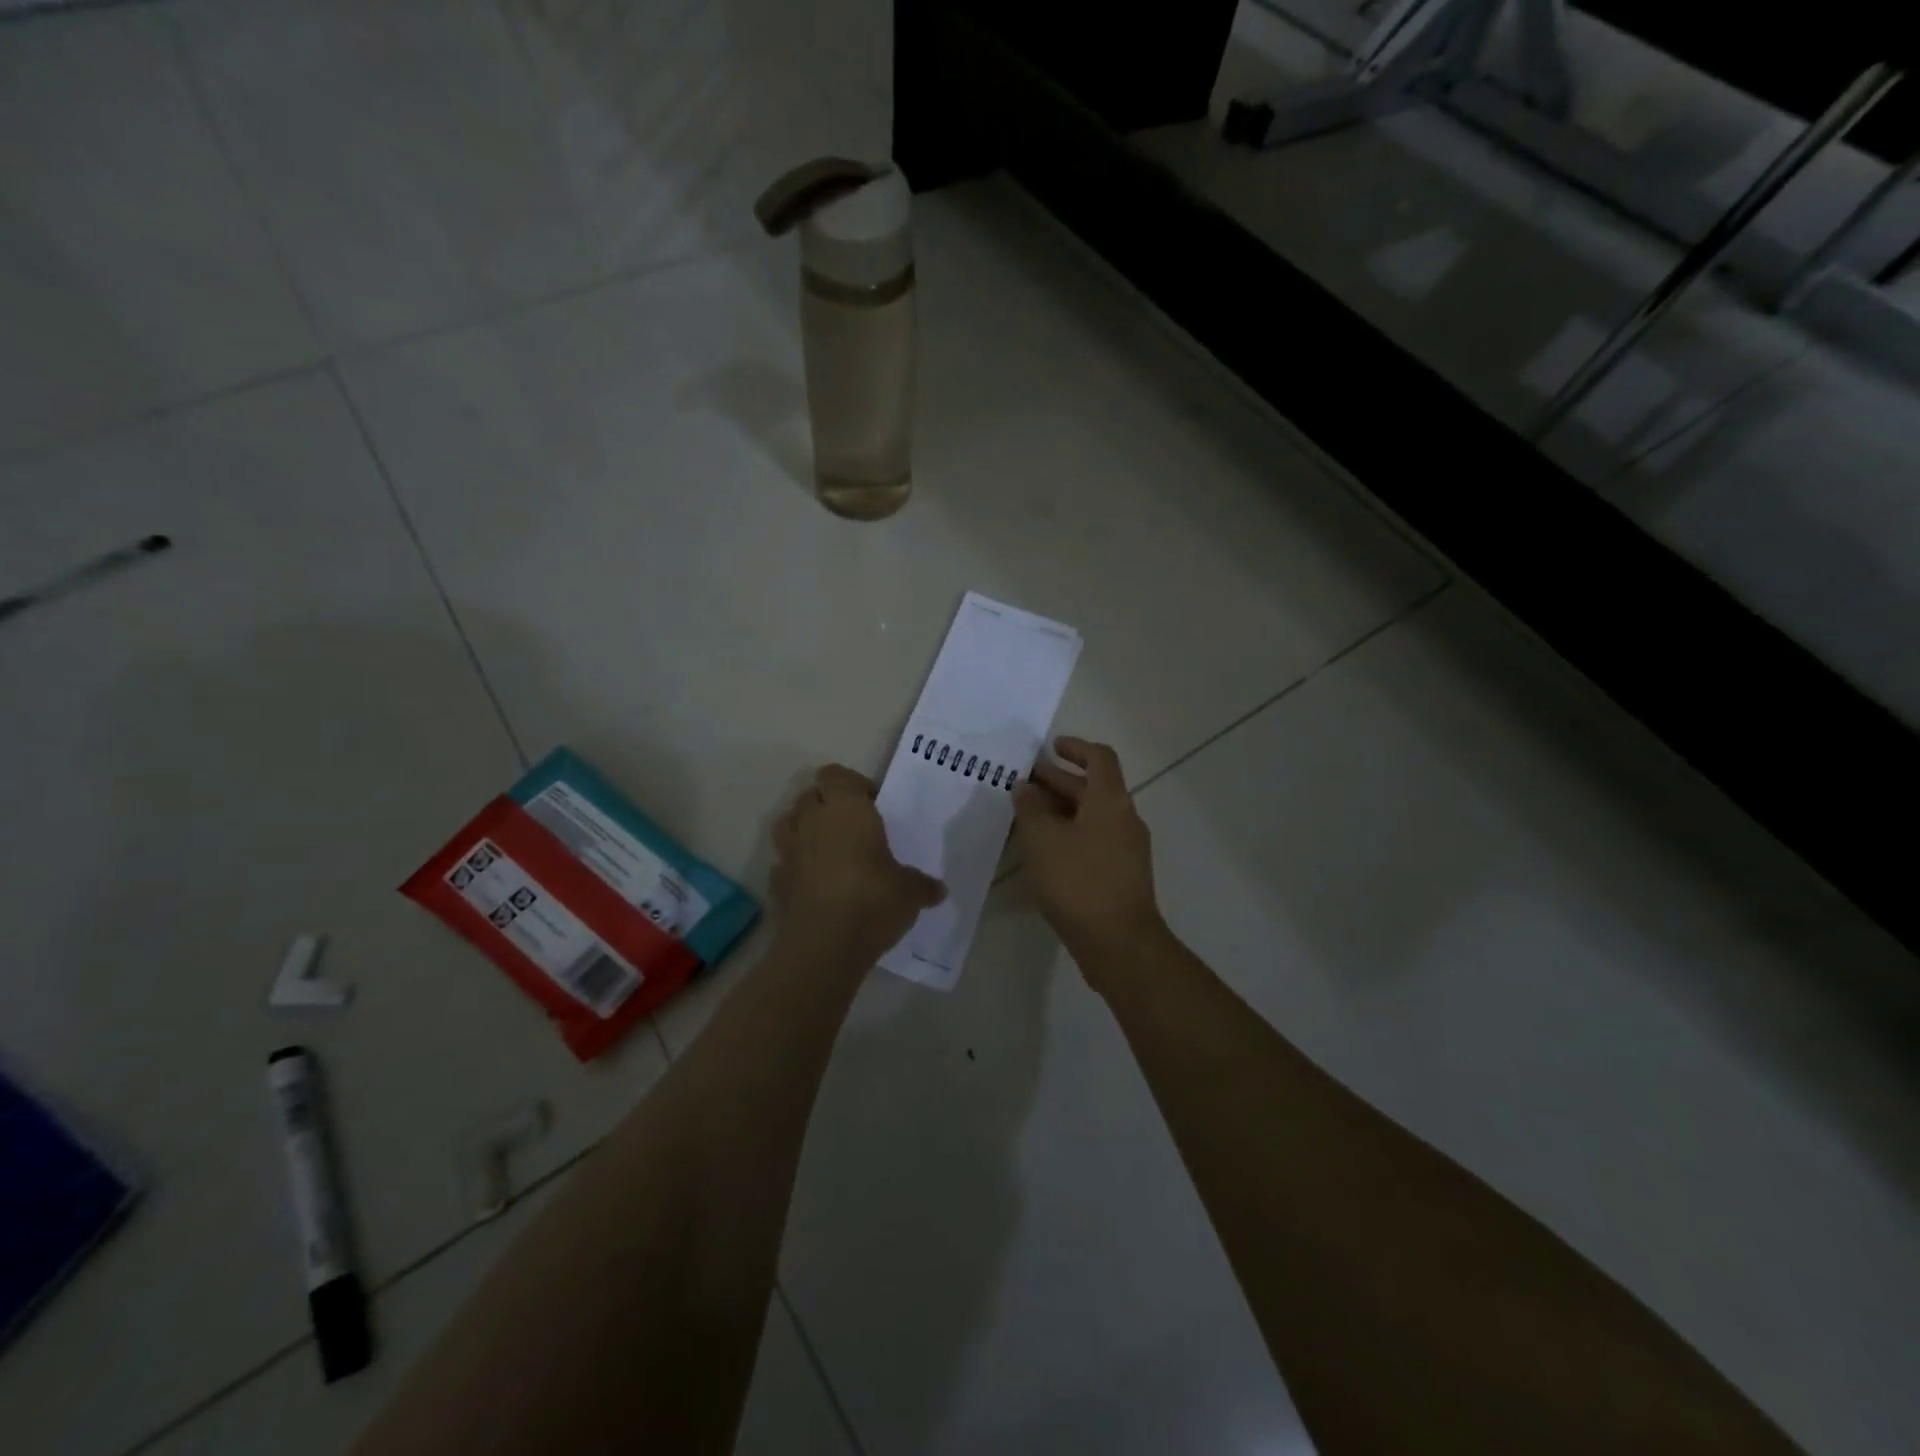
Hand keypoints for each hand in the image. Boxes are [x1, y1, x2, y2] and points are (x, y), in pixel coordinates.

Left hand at [772, 765, 945, 963]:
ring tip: (828, 850)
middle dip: (827, 805)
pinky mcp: (776, 882)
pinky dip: (796, 867)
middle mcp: (812, 821)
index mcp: (846, 809)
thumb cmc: (874, 900)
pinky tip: (814, 883)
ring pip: (789, 823)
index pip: (835, 774)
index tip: (872, 804)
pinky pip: (784, 863)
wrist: (826, 944)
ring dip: (804, 830)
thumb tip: (938, 890)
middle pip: (810, 795)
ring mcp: (789, 851)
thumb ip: (922, 885)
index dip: (851, 784)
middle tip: (852, 827)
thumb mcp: (910, 891)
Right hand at [1013, 737, 1166, 966]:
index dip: (1076, 747)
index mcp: (1111, 801)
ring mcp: (1125, 848)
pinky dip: (1068, 833)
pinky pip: (1092, 840)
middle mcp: (1124, 818)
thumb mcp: (1043, 840)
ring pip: (1091, 816)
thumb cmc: (1078, 881)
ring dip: (1060, 809)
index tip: (1051, 747)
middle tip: (1024, 782)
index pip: (1099, 758)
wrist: (1118, 942)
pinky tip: (1042, 849)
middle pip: (1093, 787)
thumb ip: (1030, 808)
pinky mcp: (1120, 874)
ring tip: (1026, 815)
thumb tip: (1025, 788)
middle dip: (1058, 781)